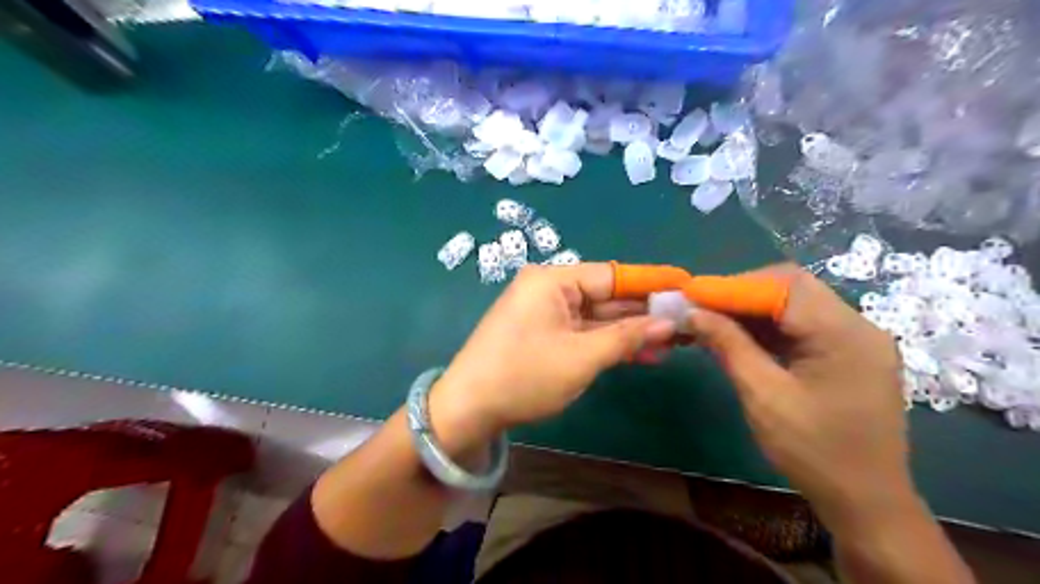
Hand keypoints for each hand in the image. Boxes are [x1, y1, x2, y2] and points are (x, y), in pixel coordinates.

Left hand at [429, 263, 675, 451]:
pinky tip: (642, 353)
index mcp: (552, 280)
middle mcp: (549, 289)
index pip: (612, 275)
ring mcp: (546, 312)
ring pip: (597, 317)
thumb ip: (627, 337)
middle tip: (686, 323)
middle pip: (606, 296)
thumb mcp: (581, 357)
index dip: (651, 284)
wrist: (468, 408)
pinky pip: (583, 332)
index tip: (687, 288)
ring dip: (630, 332)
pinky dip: (609, 343)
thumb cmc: (524, 376)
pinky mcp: (545, 334)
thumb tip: (669, 323)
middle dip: (644, 313)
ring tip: (673, 343)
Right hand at [688, 266, 912, 525]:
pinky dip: (769, 326)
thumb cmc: (814, 451)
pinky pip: (804, 325)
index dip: (734, 286)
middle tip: (703, 308)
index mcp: (844, 334)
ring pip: (796, 304)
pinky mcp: (849, 354)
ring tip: (714, 321)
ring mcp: (856, 339)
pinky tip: (741, 337)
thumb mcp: (763, 395)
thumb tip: (693, 313)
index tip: (694, 296)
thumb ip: (729, 345)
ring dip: (753, 309)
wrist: (866, 501)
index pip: (784, 286)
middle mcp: (857, 326)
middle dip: (742, 294)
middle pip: (792, 287)